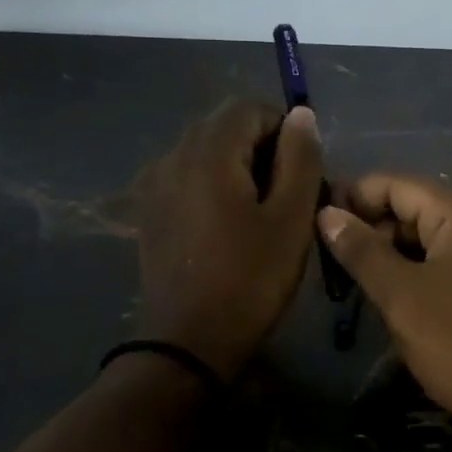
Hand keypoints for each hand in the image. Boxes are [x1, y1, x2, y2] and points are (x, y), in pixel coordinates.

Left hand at [133, 100, 323, 379]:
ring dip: (237, 166)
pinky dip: (213, 184)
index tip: (303, 171)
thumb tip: (301, 115)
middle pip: (224, 126)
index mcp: (208, 152)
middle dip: (261, 147)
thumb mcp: (291, 218)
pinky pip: (187, 176)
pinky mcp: (148, 210)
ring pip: (205, 151)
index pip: (249, 108)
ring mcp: (154, 184)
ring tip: (260, 211)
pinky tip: (227, 224)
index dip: (284, 129)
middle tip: (287, 193)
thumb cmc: (251, 279)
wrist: (188, 343)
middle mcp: (173, 156)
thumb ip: (300, 158)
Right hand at [317, 174, 451, 451]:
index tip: (317, 219)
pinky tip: (389, 287)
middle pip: (415, 204)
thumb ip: (361, 250)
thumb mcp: (400, 295)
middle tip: (332, 255)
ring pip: (429, 232)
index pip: (398, 183)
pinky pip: (446, 255)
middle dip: (372, 223)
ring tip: (354, 274)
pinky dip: (415, 264)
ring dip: (391, 247)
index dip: (354, 195)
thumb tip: (326, 214)